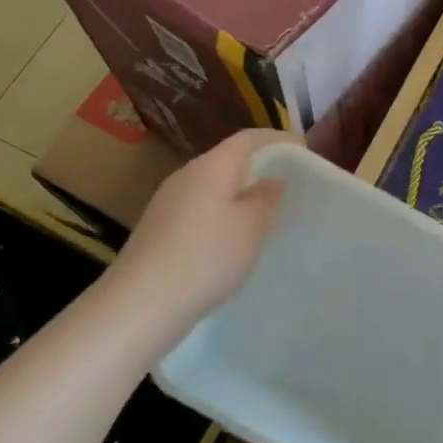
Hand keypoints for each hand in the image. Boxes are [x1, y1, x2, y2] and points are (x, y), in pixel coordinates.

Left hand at [106, 129, 287, 335]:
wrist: (140, 304)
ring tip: (263, 214)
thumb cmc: (206, 257)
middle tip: (287, 185)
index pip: (248, 138)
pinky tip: (230, 241)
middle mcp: (186, 175)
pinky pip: (198, 209)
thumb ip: (266, 199)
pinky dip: (220, 214)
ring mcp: (167, 202)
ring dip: (238, 194)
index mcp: (211, 166)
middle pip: (227, 160)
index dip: (277, 140)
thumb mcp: (251, 228)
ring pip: (212, 186)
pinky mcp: (158, 229)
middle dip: (258, 167)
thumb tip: (271, 181)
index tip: (302, 152)